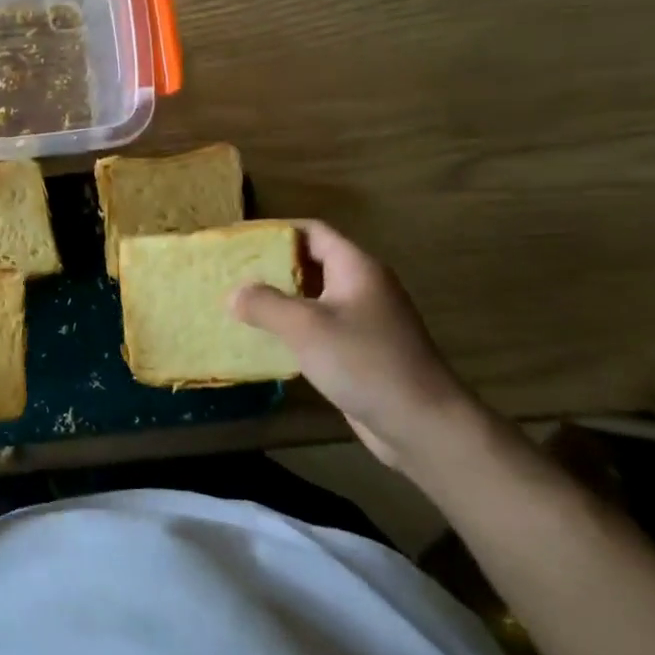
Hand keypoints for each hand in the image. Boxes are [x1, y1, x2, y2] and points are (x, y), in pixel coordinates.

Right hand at [232, 220, 482, 472]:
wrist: (423, 424)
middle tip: (231, 272)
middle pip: (311, 262)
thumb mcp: (306, 327)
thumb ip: (265, 303)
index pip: (312, 231)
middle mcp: (362, 287)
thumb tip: (234, 294)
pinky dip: (292, 327)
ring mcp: (364, 320)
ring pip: (313, 297)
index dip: (275, 230)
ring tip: (239, 304)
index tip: (238, 239)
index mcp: (356, 267)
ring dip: (279, 298)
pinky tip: (265, 340)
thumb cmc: (365, 362)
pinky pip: (319, 327)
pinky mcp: (360, 350)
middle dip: (271, 265)